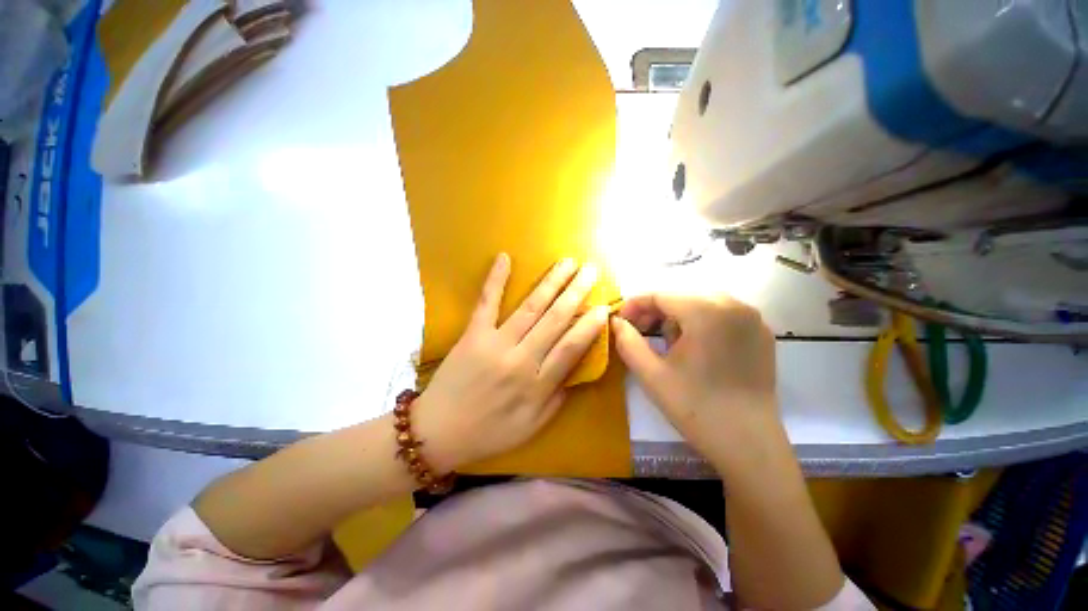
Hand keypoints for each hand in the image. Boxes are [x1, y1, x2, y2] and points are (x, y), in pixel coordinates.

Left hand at [415, 254, 609, 471]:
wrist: (439, 433)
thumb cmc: (489, 432)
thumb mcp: (532, 426)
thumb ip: (557, 398)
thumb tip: (576, 371)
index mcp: (537, 385)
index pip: (570, 348)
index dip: (589, 326)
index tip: (604, 307)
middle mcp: (520, 360)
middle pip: (555, 320)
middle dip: (576, 293)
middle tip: (591, 271)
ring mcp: (495, 344)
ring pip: (530, 307)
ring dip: (551, 282)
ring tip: (567, 263)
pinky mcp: (472, 335)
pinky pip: (486, 304)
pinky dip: (495, 280)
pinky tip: (505, 257)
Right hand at [611, 293, 779, 470]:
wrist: (749, 446)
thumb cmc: (695, 408)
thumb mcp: (651, 375)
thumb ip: (627, 341)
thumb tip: (615, 321)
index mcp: (707, 312)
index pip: (660, 295)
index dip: (635, 305)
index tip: (620, 321)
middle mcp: (734, 305)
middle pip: (681, 296)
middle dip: (656, 312)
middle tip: (639, 333)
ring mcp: (753, 318)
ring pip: (701, 303)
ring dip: (678, 317)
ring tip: (669, 345)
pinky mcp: (762, 333)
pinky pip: (722, 315)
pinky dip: (702, 323)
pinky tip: (695, 349)